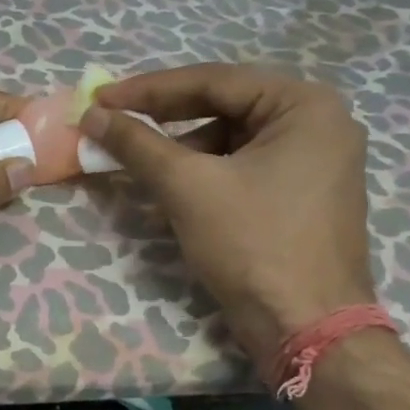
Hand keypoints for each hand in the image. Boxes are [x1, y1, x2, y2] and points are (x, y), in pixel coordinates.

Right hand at [80, 63, 375, 351]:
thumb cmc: (253, 245)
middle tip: (113, 121)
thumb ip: (137, 143)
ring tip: (137, 162)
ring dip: (180, 149)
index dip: (150, 89)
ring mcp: (315, 161)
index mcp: (305, 106)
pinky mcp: (302, 194)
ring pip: (230, 138)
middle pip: (224, 106)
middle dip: (164, 118)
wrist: (307, 329)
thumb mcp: (188, 186)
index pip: (214, 81)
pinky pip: (243, 166)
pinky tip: (168, 190)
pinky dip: (203, 173)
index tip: (100, 98)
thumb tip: (91, 115)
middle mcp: (319, 122)